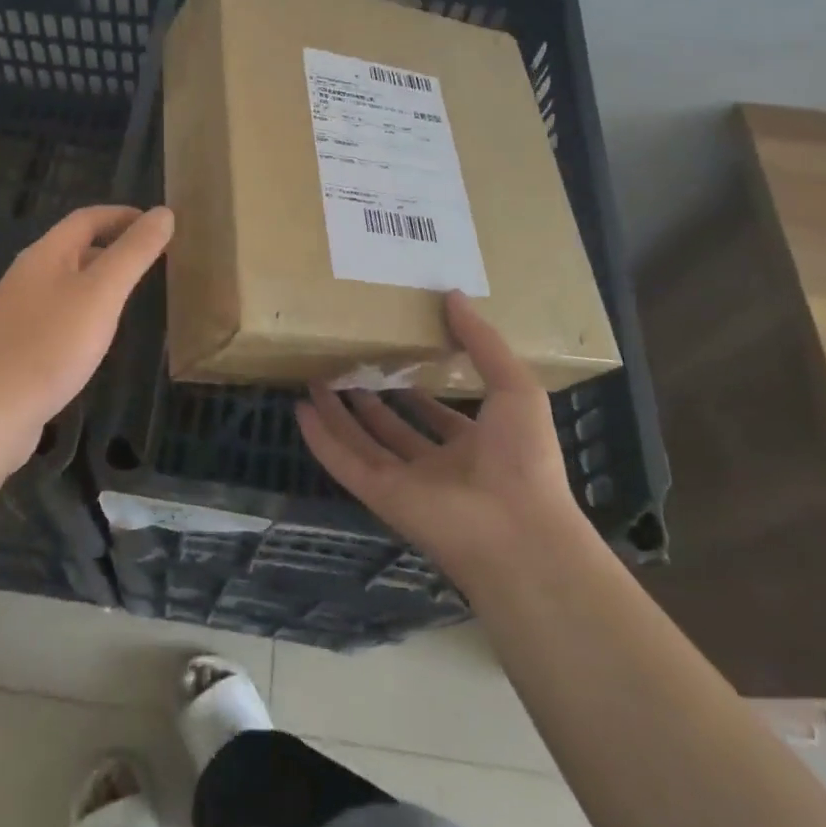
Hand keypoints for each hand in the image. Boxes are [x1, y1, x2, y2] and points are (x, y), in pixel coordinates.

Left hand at [0, 205, 172, 462]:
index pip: (86, 218)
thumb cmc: (50, 346)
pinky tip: (95, 336)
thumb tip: (164, 212)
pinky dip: (83, 311)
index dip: (122, 215)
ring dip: (98, 280)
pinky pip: (56, 313)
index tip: (157, 224)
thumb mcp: (102, 294)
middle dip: (112, 246)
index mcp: (44, 255)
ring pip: (65, 282)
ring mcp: (16, 312)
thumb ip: (134, 253)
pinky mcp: (14, 345)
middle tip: (151, 260)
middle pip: (73, 247)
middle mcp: (26, 275)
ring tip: (130, 295)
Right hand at [296, 291, 591, 586]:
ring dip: (338, 414)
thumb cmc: (524, 457)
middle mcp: (437, 466)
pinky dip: (321, 439)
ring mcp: (406, 483)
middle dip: (369, 399)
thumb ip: (482, 341)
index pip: (437, 415)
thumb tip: (452, 295)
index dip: (416, 390)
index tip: (394, 359)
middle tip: (345, 364)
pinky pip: (344, 463)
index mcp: (474, 445)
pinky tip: (302, 411)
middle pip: (393, 428)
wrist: (518, 532)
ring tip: (314, 380)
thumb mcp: (515, 386)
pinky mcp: (381, 496)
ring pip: (362, 443)